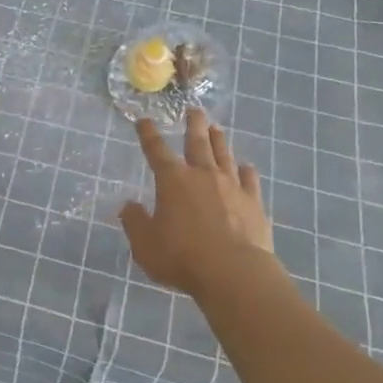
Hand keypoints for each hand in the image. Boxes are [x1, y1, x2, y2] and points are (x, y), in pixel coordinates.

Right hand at [119, 108, 275, 296]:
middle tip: (194, 110)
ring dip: (219, 141)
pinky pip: (250, 180)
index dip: (148, 134)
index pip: (156, 150)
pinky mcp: (253, 203)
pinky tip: (247, 167)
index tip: (144, 120)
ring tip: (217, 129)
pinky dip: (247, 171)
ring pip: (224, 155)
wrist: (233, 273)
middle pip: (197, 142)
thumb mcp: (145, 245)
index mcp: (172, 180)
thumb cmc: (182, 257)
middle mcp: (202, 175)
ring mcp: (231, 186)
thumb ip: (135, 222)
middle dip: (193, 125)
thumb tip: (128, 206)